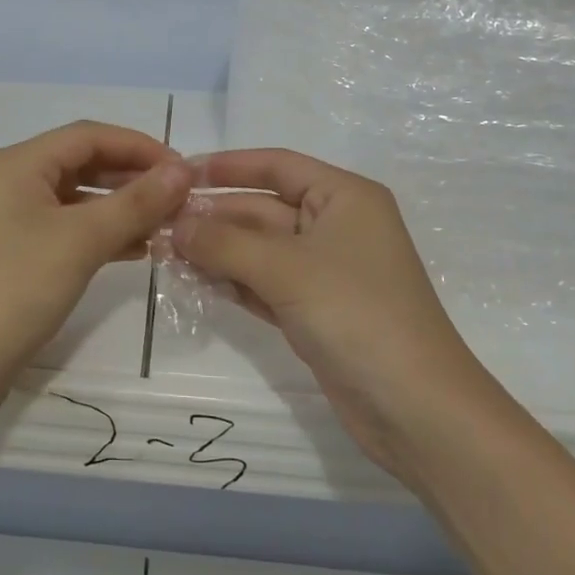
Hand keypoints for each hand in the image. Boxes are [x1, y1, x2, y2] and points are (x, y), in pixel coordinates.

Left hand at [0, 122, 191, 422]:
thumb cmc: (15, 288)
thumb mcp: (80, 240)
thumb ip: (135, 202)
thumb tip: (183, 170)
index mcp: (19, 164)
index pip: (89, 136)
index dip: (140, 146)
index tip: (185, 170)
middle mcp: (14, 182)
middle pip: (85, 164)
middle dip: (134, 177)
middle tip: (181, 199)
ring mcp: (15, 219)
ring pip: (80, 199)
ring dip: (123, 208)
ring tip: (168, 226)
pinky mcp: (20, 253)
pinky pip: (70, 229)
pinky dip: (104, 234)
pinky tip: (138, 250)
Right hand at [172, 149, 494, 482]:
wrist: (416, 409)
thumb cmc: (357, 315)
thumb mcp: (286, 269)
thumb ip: (224, 242)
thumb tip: (174, 225)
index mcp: (344, 197)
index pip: (277, 166)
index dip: (228, 165)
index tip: (179, 173)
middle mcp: (335, 226)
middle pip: (263, 209)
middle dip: (214, 217)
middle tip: (159, 224)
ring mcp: (325, 272)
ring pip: (259, 250)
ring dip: (216, 251)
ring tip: (164, 253)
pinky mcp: (315, 311)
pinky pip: (264, 284)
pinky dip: (233, 282)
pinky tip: (194, 282)